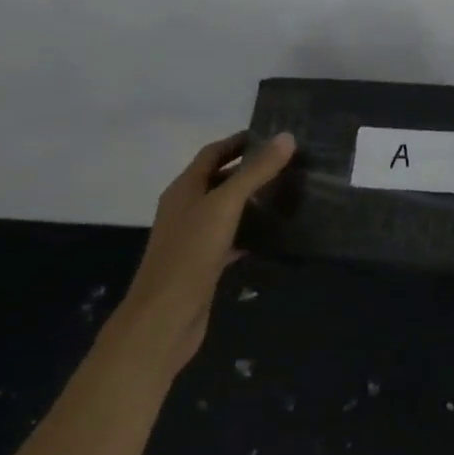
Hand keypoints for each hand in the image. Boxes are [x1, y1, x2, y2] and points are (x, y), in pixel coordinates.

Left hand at [106, 131, 295, 378]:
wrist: (165, 318)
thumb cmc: (190, 254)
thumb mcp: (225, 206)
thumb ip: (255, 173)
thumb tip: (286, 137)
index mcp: (184, 189)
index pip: (212, 154)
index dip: (239, 142)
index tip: (273, 137)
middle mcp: (186, 209)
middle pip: (219, 180)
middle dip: (249, 170)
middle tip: (288, 165)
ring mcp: (193, 239)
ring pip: (225, 211)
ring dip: (251, 202)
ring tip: (286, 194)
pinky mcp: (204, 265)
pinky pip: (230, 239)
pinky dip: (249, 233)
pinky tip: (272, 236)